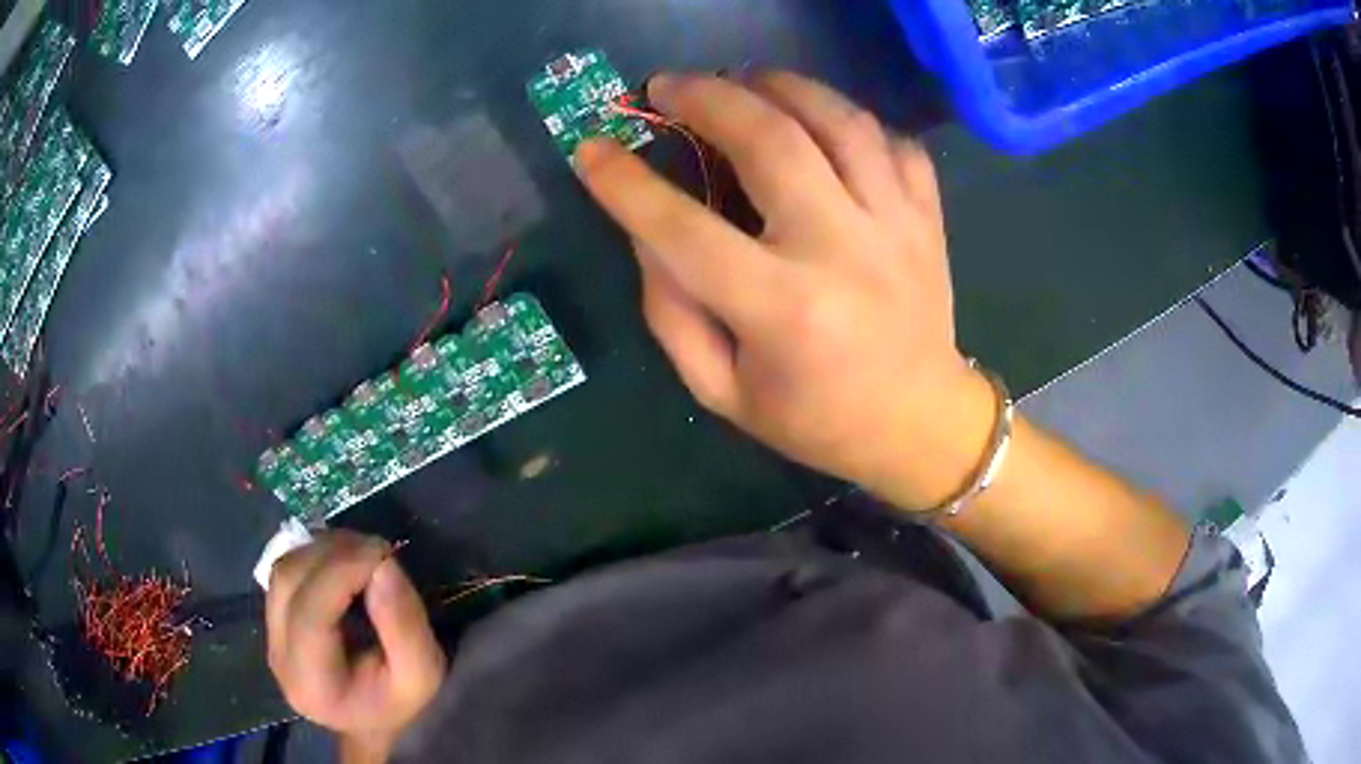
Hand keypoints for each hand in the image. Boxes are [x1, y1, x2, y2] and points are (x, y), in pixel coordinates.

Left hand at [267, 531, 445, 760]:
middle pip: (288, 582)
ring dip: (322, 549)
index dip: (340, 572)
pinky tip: (344, 562)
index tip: (382, 552)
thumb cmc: (402, 705)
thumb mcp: (421, 675)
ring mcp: (270, 638)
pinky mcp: (274, 621)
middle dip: (331, 553)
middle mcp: (279, 658)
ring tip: (362, 552)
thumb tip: (383, 564)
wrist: (376, 723)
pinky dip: (314, 557)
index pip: (310, 614)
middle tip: (377, 548)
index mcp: (313, 685)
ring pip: (282, 570)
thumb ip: (404, 625)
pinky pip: (285, 573)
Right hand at [575, 71, 996, 509]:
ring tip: (742, 80)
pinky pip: (893, 142)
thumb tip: (646, 233)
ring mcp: (896, 227)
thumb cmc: (815, 419)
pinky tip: (820, 124)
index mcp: (782, 311)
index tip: (591, 150)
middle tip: (668, 86)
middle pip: (771, 141)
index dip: (626, 185)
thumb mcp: (722, 391)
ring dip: (782, 86)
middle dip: (707, 98)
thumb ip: (672, 314)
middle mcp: (842, 252)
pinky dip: (850, 121)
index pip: (684, 230)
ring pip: (840, 122)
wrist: (918, 424)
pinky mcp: (927, 218)